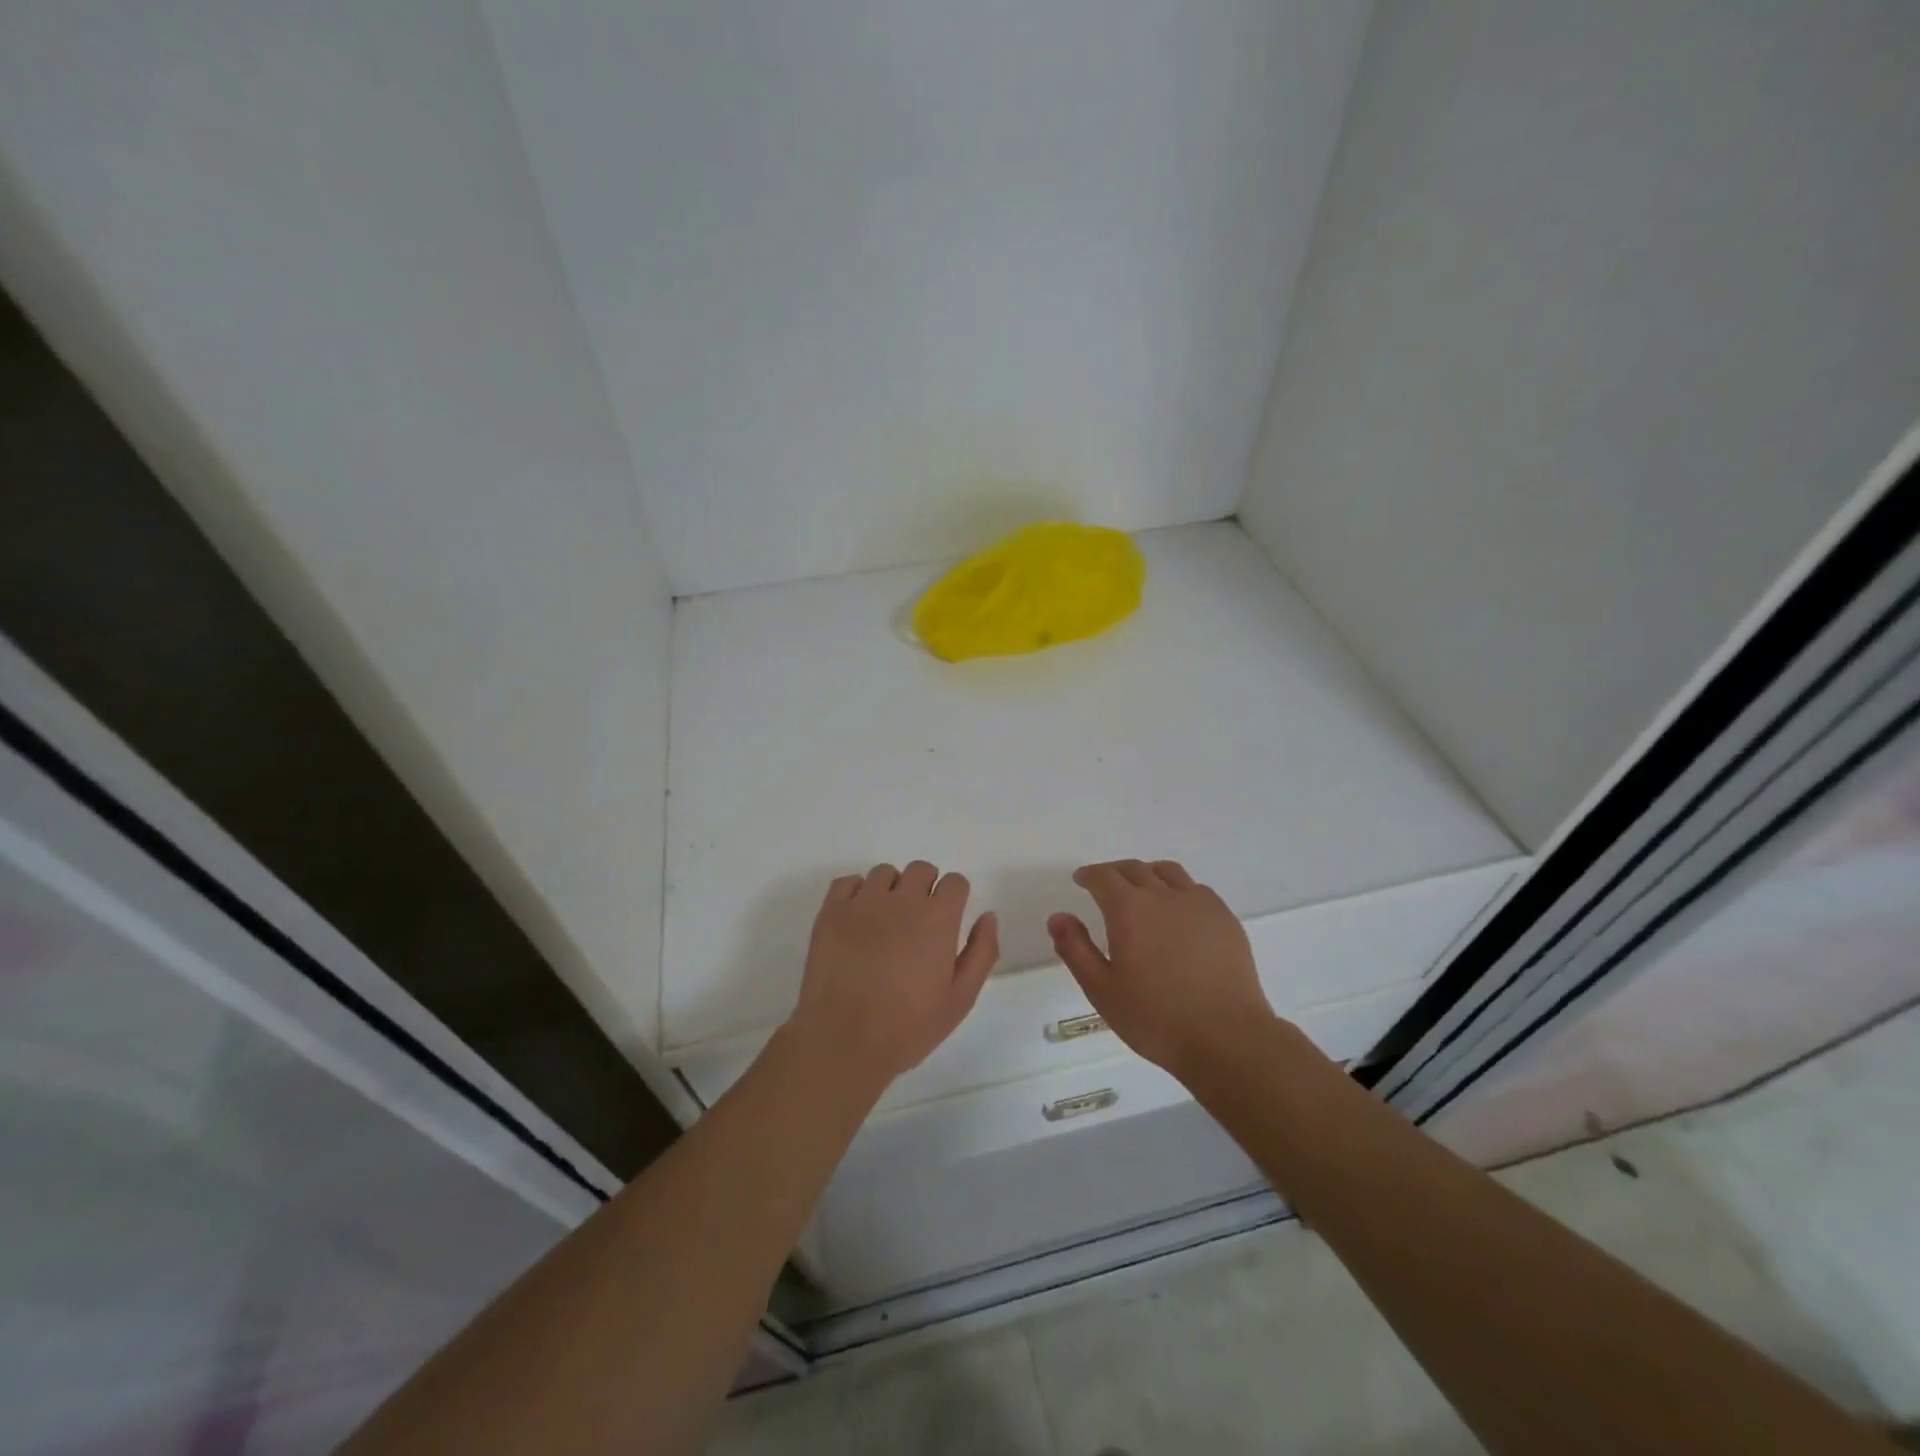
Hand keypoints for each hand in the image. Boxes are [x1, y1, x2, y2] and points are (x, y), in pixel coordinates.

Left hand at [789, 861, 998, 1086]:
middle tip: (918, 921)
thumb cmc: (908, 1026)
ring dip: (891, 889)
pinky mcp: (831, 911)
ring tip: (885, 921)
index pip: (955, 882)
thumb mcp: (960, 998)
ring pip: (884, 872)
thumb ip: (981, 952)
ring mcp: (863, 902)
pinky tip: (857, 919)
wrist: (844, 1039)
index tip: (948, 919)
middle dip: (925, 887)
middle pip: (921, 870)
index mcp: (938, 918)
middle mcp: (902, 900)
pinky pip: (847, 881)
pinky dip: (855, 893)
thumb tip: (988, 916)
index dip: (954, 897)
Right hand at [1048, 859, 1279, 1081]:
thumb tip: (1058, 916)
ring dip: (1148, 874)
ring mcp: (1199, 904)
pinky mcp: (1225, 918)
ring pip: (1168, 872)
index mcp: (1128, 909)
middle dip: (1115, 872)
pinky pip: (1196, 889)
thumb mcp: (1102, 990)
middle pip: (1134, 869)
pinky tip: (1179, 911)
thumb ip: (1075, 949)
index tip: (1082, 880)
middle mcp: (1163, 895)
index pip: (1104, 877)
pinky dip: (1179, 890)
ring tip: (1142, 890)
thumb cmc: (1155, 1017)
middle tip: (1106, 885)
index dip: (1089, 875)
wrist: (1226, 1037)